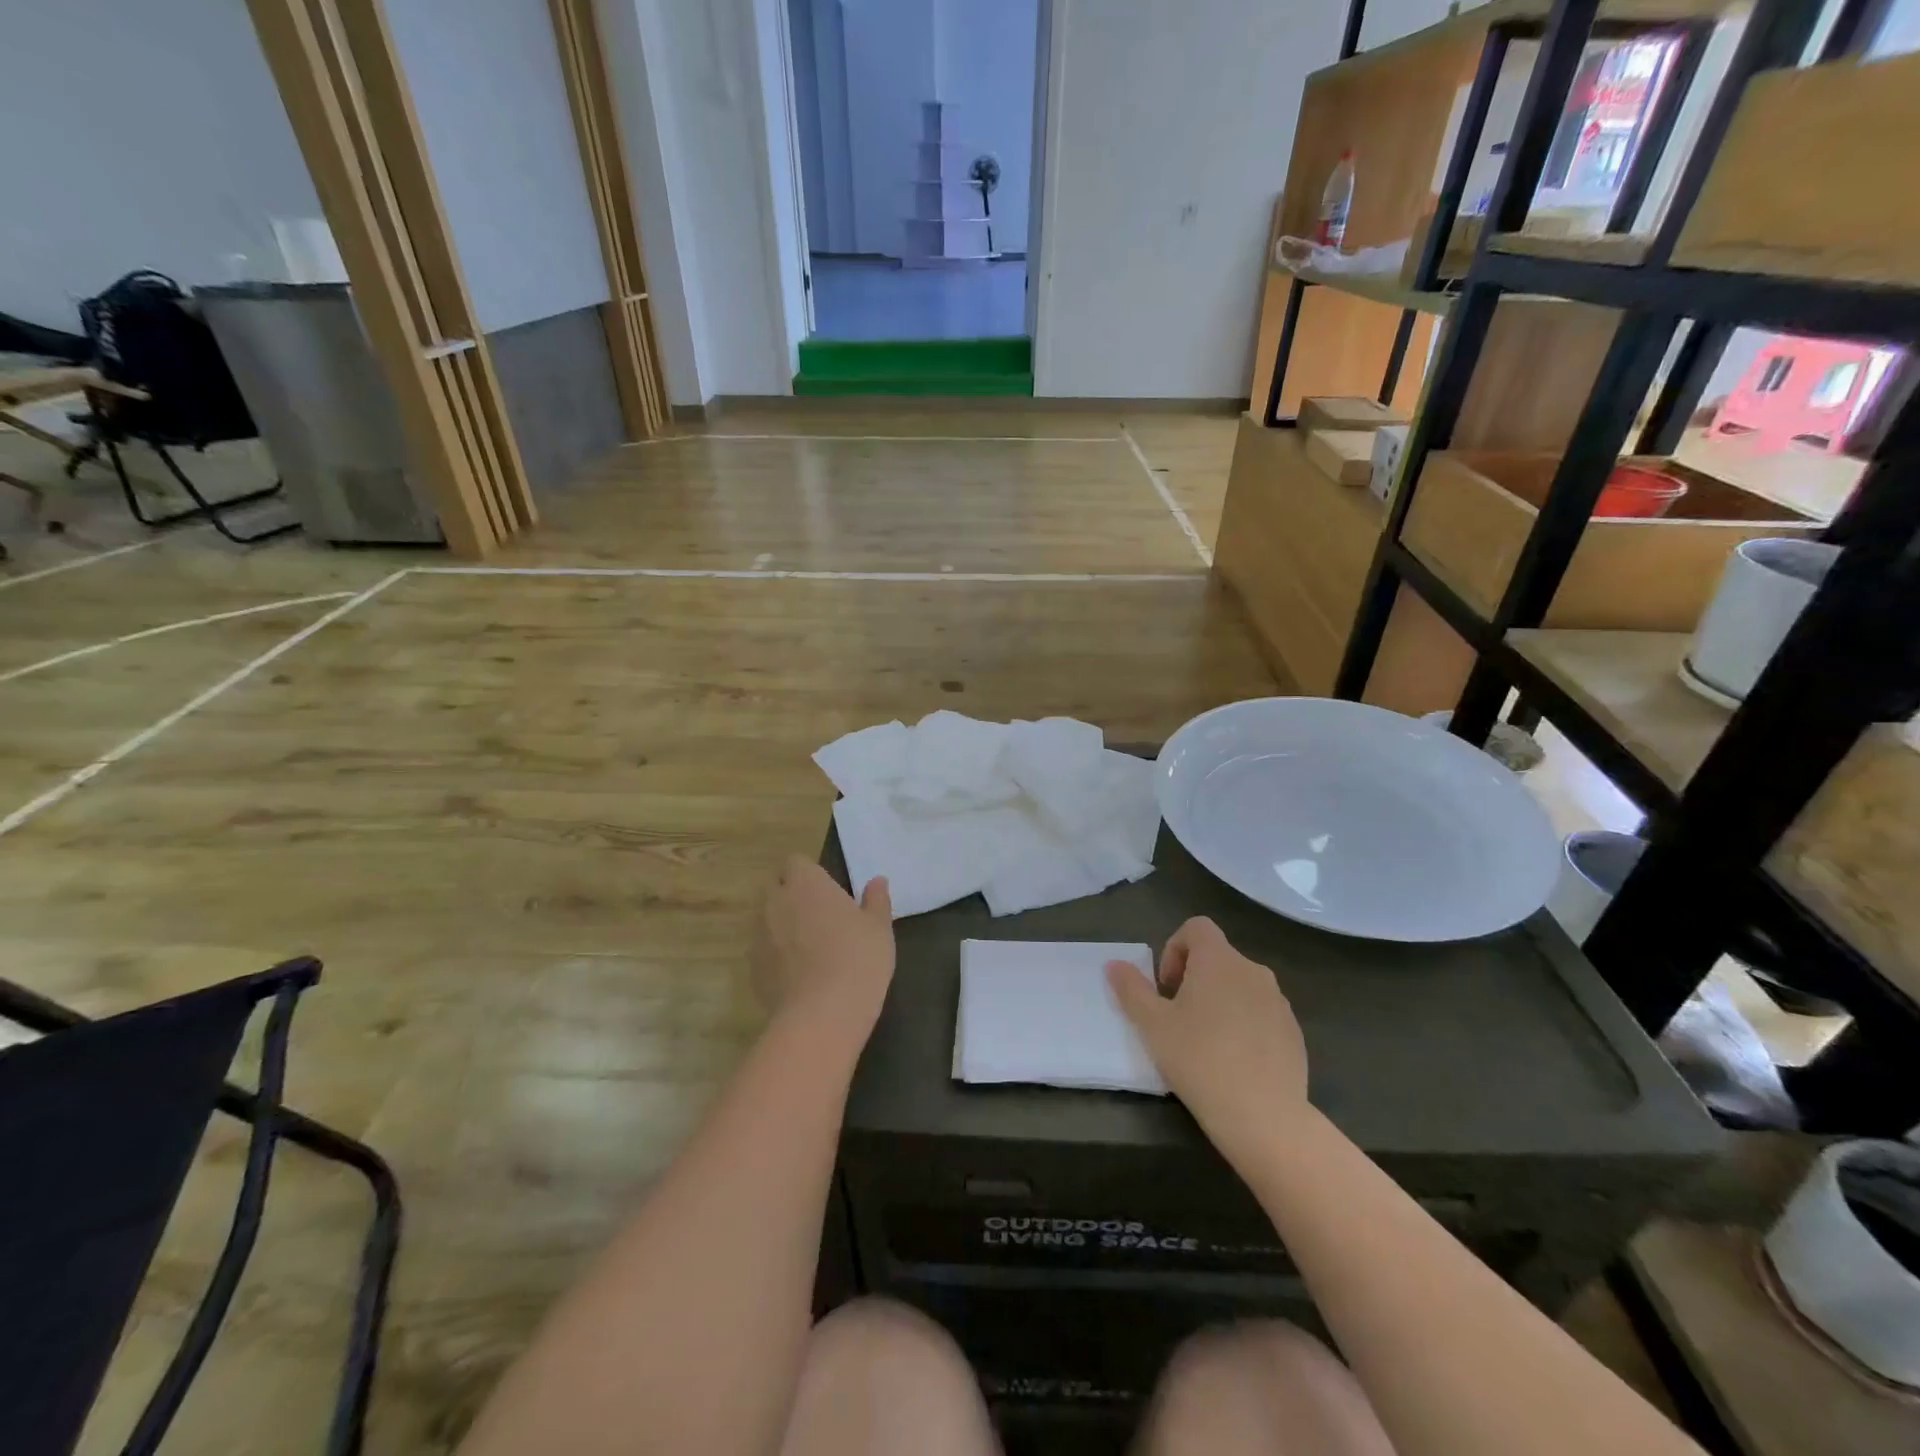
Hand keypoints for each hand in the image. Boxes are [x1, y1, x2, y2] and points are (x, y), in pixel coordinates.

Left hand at [752, 857, 894, 1036]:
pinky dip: (775, 957)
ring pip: (766, 920)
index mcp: (806, 883)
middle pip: (776, 888)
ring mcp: (758, 936)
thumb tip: (877, 881)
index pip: (795, 862)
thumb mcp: (879, 928)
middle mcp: (775, 902)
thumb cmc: (857, 959)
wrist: (821, 1015)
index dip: (809, 874)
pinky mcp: (752, 969)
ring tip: (808, 949)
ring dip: (781, 926)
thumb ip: (876, 900)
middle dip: (791, 896)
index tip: (827, 891)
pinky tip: (798, 976)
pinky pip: (763, 952)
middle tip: (819, 917)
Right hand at [1107, 917, 1308, 1161]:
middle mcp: (1253, 970)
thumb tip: (1114, 964)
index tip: (1166, 987)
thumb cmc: (1200, 1059)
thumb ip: (1132, 989)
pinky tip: (1233, 1062)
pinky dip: (1244, 1024)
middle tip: (1177, 1017)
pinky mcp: (1294, 1032)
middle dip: (1194, 978)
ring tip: (1205, 1042)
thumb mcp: (1153, 1025)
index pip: (1196, 927)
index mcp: (1219, 960)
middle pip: (1218, 957)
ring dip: (1219, 1001)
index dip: (1175, 948)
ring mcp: (1279, 1002)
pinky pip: (1261, 1013)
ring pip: (1240, 986)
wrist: (1264, 1116)